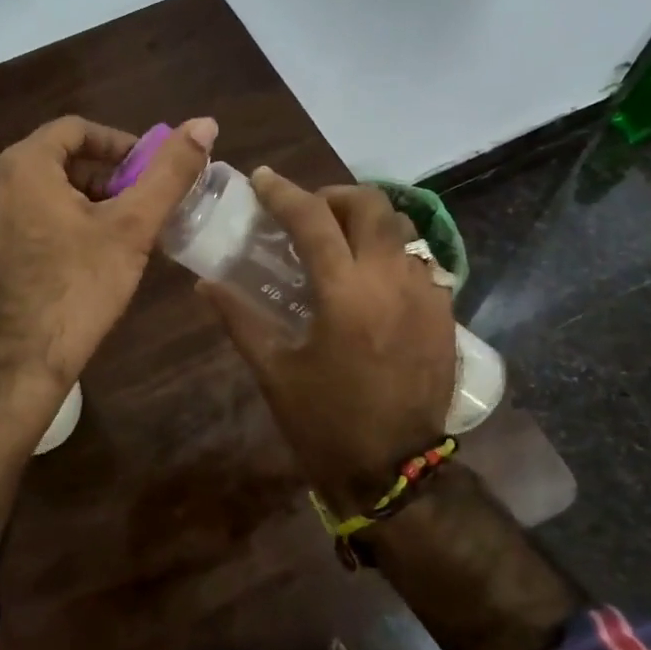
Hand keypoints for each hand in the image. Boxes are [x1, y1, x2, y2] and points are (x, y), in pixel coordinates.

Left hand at [0, 115, 216, 389]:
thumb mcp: (132, 226)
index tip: (150, 169)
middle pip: (61, 159)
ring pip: (47, 189)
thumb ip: (170, 172)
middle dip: (108, 174)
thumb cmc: (79, 286)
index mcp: (23, 165)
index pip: (77, 129)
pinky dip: (67, 219)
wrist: (23, 361)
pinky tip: (95, 252)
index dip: (120, 143)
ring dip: (90, 198)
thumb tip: (205, 123)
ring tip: (126, 228)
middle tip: (144, 201)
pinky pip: (33, 215)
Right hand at [200, 170, 455, 513]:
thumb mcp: (274, 371)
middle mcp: (391, 280)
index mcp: (345, 294)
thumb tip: (205, 284)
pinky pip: (421, 260)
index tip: (262, 179)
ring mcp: (426, 294)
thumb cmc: (325, 423)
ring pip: (402, 227)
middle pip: (370, 205)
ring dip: (367, 220)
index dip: (283, 192)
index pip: (313, 220)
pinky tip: (371, 277)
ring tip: (340, 239)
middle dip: (334, 196)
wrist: (394, 470)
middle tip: (307, 212)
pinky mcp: (445, 313)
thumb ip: (239, 319)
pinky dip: (391, 252)